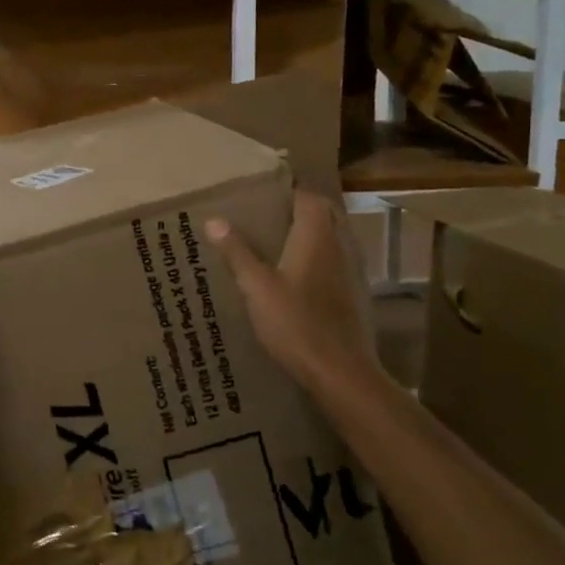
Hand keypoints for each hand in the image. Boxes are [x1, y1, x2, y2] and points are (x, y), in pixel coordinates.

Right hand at [206, 192, 376, 397]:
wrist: (340, 372)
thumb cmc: (296, 324)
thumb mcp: (257, 287)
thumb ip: (237, 252)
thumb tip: (214, 220)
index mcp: (316, 237)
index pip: (309, 197)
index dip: (288, 191)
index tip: (263, 194)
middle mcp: (338, 247)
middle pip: (323, 216)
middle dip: (298, 211)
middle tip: (265, 217)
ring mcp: (348, 273)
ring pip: (330, 240)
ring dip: (308, 236)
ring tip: (273, 243)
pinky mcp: (350, 296)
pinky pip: (332, 264)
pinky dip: (315, 260)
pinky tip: (292, 278)